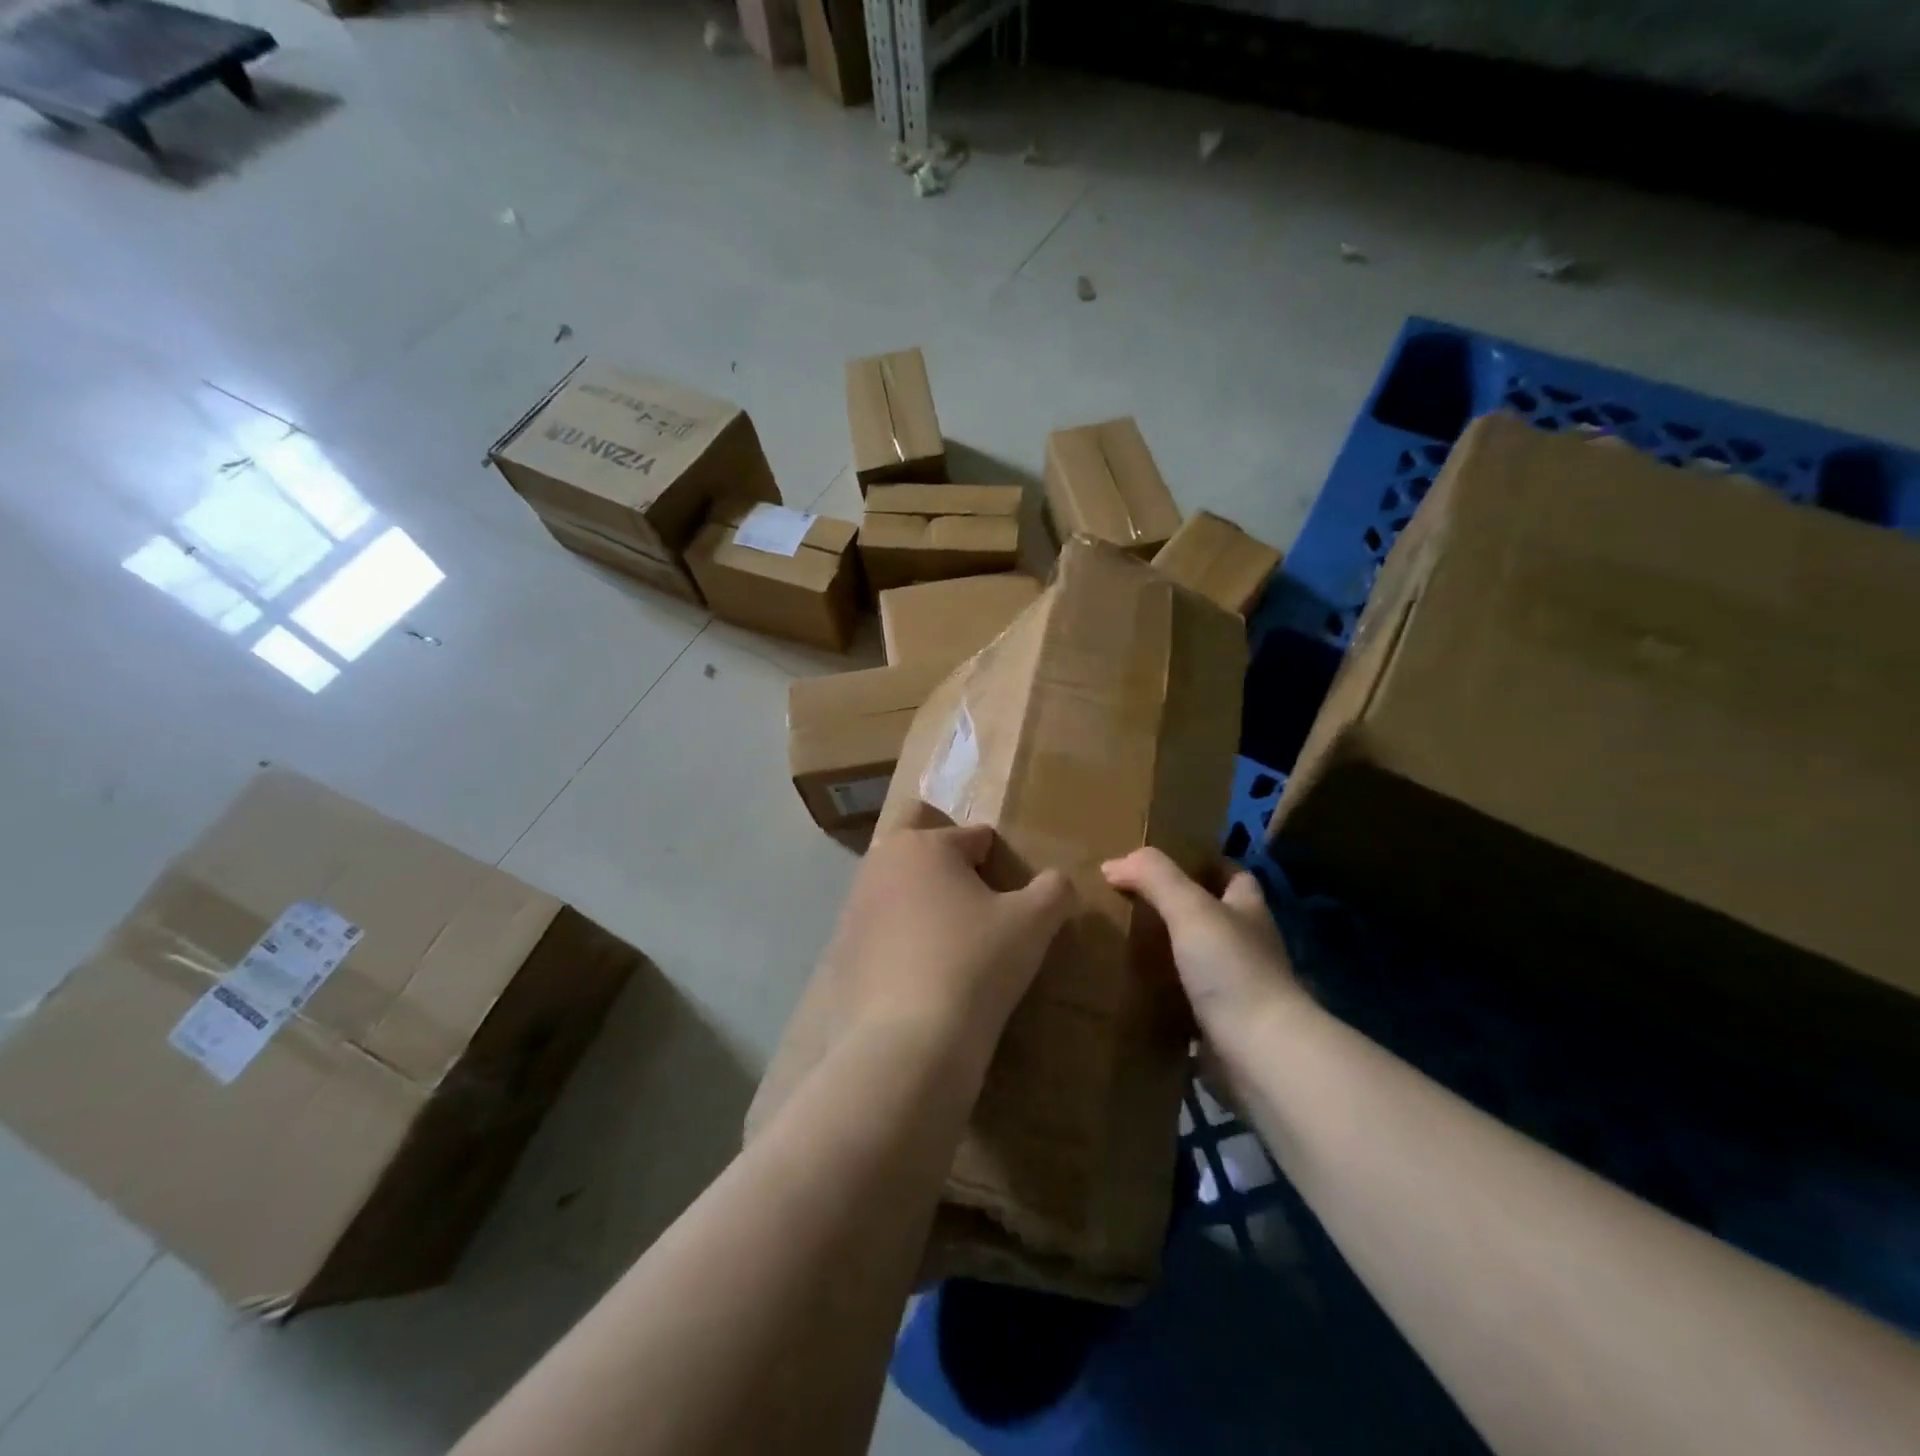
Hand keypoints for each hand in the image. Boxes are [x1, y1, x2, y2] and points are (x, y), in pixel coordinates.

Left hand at [822, 821, 1073, 1052]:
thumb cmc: (976, 963)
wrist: (908, 1042)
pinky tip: (920, 977)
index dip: (997, 861)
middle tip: (974, 907)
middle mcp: (881, 864)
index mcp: (925, 844)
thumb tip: (1057, 882)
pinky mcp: (840, 951)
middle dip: (946, 866)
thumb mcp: (1034, 924)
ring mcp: (853, 908)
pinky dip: (898, 942)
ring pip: (895, 888)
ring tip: (949, 945)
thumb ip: (1053, 890)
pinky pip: (878, 932)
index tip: (1009, 896)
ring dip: (920, 903)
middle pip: (921, 848)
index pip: (973, 836)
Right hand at [1101, 848, 1303, 1038]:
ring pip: (1198, 959)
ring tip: (1122, 943)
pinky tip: (1133, 990)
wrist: (1259, 1052)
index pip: (1232, 874)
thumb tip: (1113, 863)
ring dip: (1168, 953)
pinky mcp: (1222, 1025)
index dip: (1204, 864)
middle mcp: (1248, 945)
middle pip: (1213, 917)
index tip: (1163, 862)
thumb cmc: (1231, 968)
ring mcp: (1238, 988)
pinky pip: (1187, 1001)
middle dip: (1177, 909)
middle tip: (1130, 902)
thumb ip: (1154, 877)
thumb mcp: (1190, 908)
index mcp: (1248, 910)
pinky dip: (1164, 996)